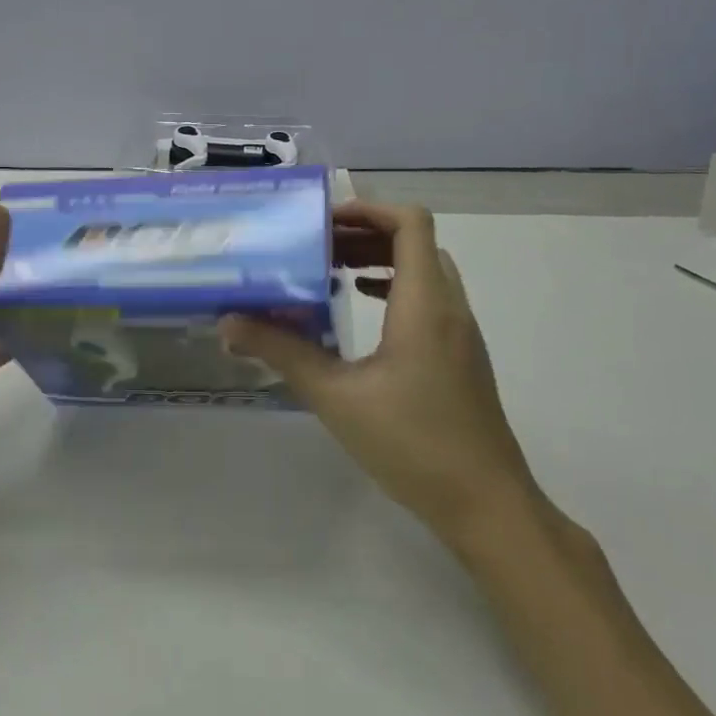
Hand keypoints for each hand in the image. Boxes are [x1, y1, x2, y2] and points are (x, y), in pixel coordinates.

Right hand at [221, 202, 540, 547]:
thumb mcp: (335, 395)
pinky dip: (396, 287)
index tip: (324, 220)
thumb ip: (282, 352)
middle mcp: (450, 306)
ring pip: (425, 269)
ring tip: (332, 271)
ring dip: (381, 259)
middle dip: (365, 233)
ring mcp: (462, 332)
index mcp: (424, 302)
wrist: (487, 506)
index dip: (368, 209)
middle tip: (318, 245)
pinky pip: (431, 298)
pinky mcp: (462, 356)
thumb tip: (228, 322)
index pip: (410, 223)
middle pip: (415, 241)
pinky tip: (363, 309)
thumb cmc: (413, 443)